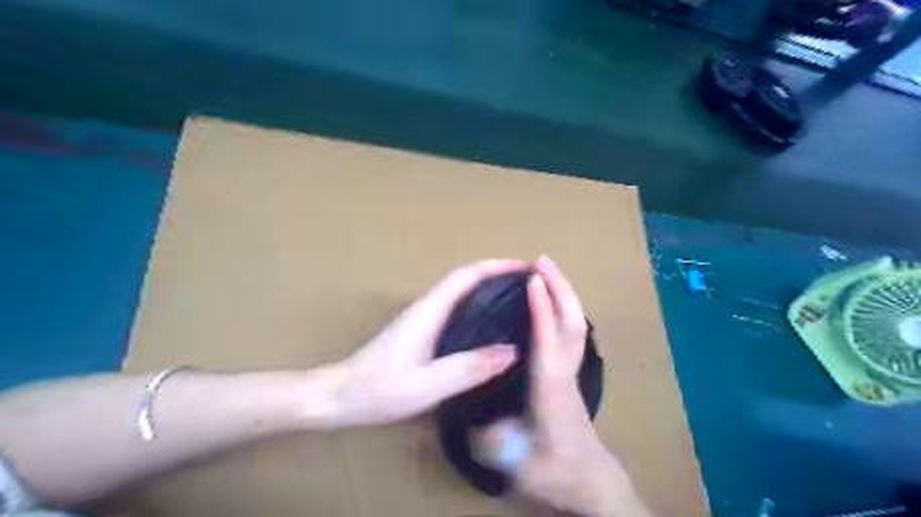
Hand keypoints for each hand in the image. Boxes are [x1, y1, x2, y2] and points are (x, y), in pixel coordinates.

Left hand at [322, 258, 524, 427]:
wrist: (338, 396)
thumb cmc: (379, 390)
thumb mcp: (427, 386)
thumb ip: (468, 369)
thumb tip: (512, 352)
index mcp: (429, 312)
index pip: (465, 276)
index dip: (495, 266)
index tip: (523, 267)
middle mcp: (426, 308)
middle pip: (464, 279)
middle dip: (496, 274)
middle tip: (528, 284)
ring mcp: (421, 318)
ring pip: (459, 292)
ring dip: (487, 288)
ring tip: (516, 300)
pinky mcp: (419, 331)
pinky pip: (454, 308)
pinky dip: (475, 305)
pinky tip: (488, 325)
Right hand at [478, 256, 642, 516]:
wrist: (588, 482)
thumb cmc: (553, 469)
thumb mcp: (513, 459)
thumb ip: (487, 435)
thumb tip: (464, 408)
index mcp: (550, 387)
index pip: (547, 340)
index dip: (541, 309)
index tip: (531, 279)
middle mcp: (564, 371)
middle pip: (571, 322)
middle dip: (560, 287)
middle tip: (542, 261)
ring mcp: (571, 371)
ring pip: (575, 324)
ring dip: (563, 294)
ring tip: (546, 272)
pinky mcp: (569, 374)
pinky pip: (570, 332)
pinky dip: (561, 310)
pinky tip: (548, 305)